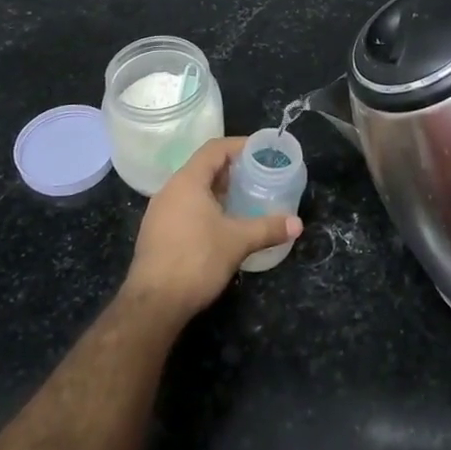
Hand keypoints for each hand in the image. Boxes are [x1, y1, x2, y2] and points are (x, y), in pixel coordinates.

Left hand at [121, 138, 300, 325]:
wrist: (153, 304)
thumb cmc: (196, 260)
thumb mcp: (238, 242)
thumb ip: (268, 228)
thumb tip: (297, 224)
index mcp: (187, 181)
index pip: (214, 149)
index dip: (239, 145)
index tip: (261, 151)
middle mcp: (170, 190)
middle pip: (203, 167)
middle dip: (232, 169)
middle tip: (258, 175)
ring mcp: (159, 212)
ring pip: (193, 189)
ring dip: (218, 190)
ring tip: (244, 199)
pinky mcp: (156, 233)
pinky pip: (184, 207)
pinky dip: (205, 207)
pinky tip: (222, 224)